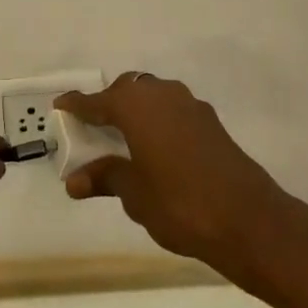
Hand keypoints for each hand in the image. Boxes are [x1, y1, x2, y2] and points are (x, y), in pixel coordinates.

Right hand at [55, 73, 307, 290]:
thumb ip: (105, 178)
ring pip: (153, 96)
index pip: (98, 100)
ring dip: (137, 110)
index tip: (60, 105)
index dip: (78, 104)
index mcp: (137, 106)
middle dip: (109, 103)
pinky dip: (158, 120)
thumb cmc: (180, 204)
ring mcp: (190, 105)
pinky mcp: (210, 122)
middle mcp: (162, 94)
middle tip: (94, 126)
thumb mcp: (135, 194)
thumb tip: (74, 179)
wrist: (247, 218)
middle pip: (128, 90)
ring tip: (124, 138)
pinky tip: (156, 148)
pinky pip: (173, 110)